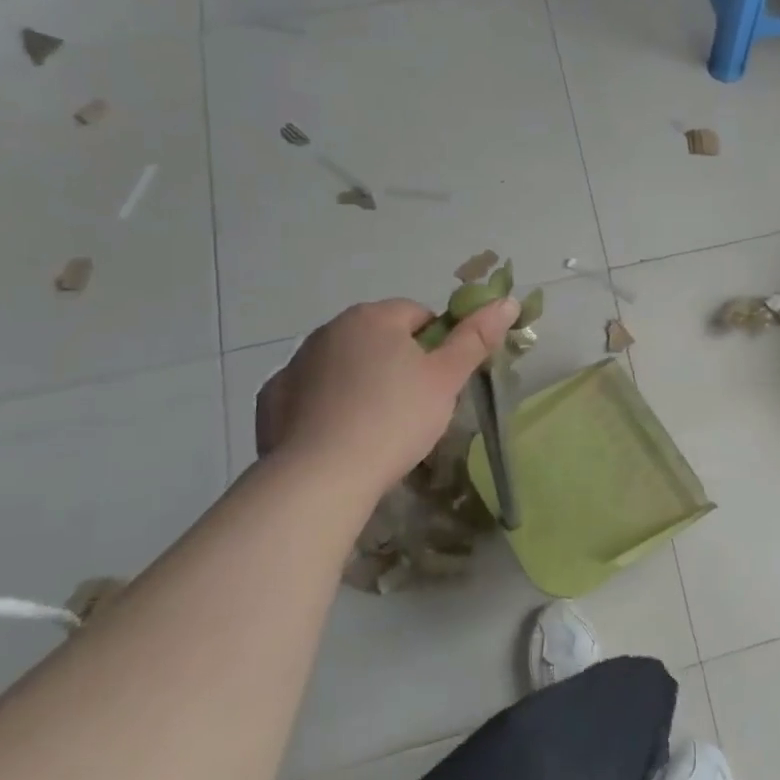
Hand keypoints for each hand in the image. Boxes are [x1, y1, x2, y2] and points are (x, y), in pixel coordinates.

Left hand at [255, 297, 518, 493]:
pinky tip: (338, 436)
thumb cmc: (394, 419)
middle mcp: (328, 330)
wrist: (320, 478)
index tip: (439, 381)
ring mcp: (294, 364)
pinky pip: (309, 393)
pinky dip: (325, 406)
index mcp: (372, 317)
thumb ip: (476, 337)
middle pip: (378, 337)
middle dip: (397, 362)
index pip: (417, 315)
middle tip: (414, 405)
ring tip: (375, 426)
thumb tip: (507, 301)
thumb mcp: (447, 379)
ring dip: (361, 381)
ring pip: (343, 364)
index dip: (436, 345)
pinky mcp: (272, 400)